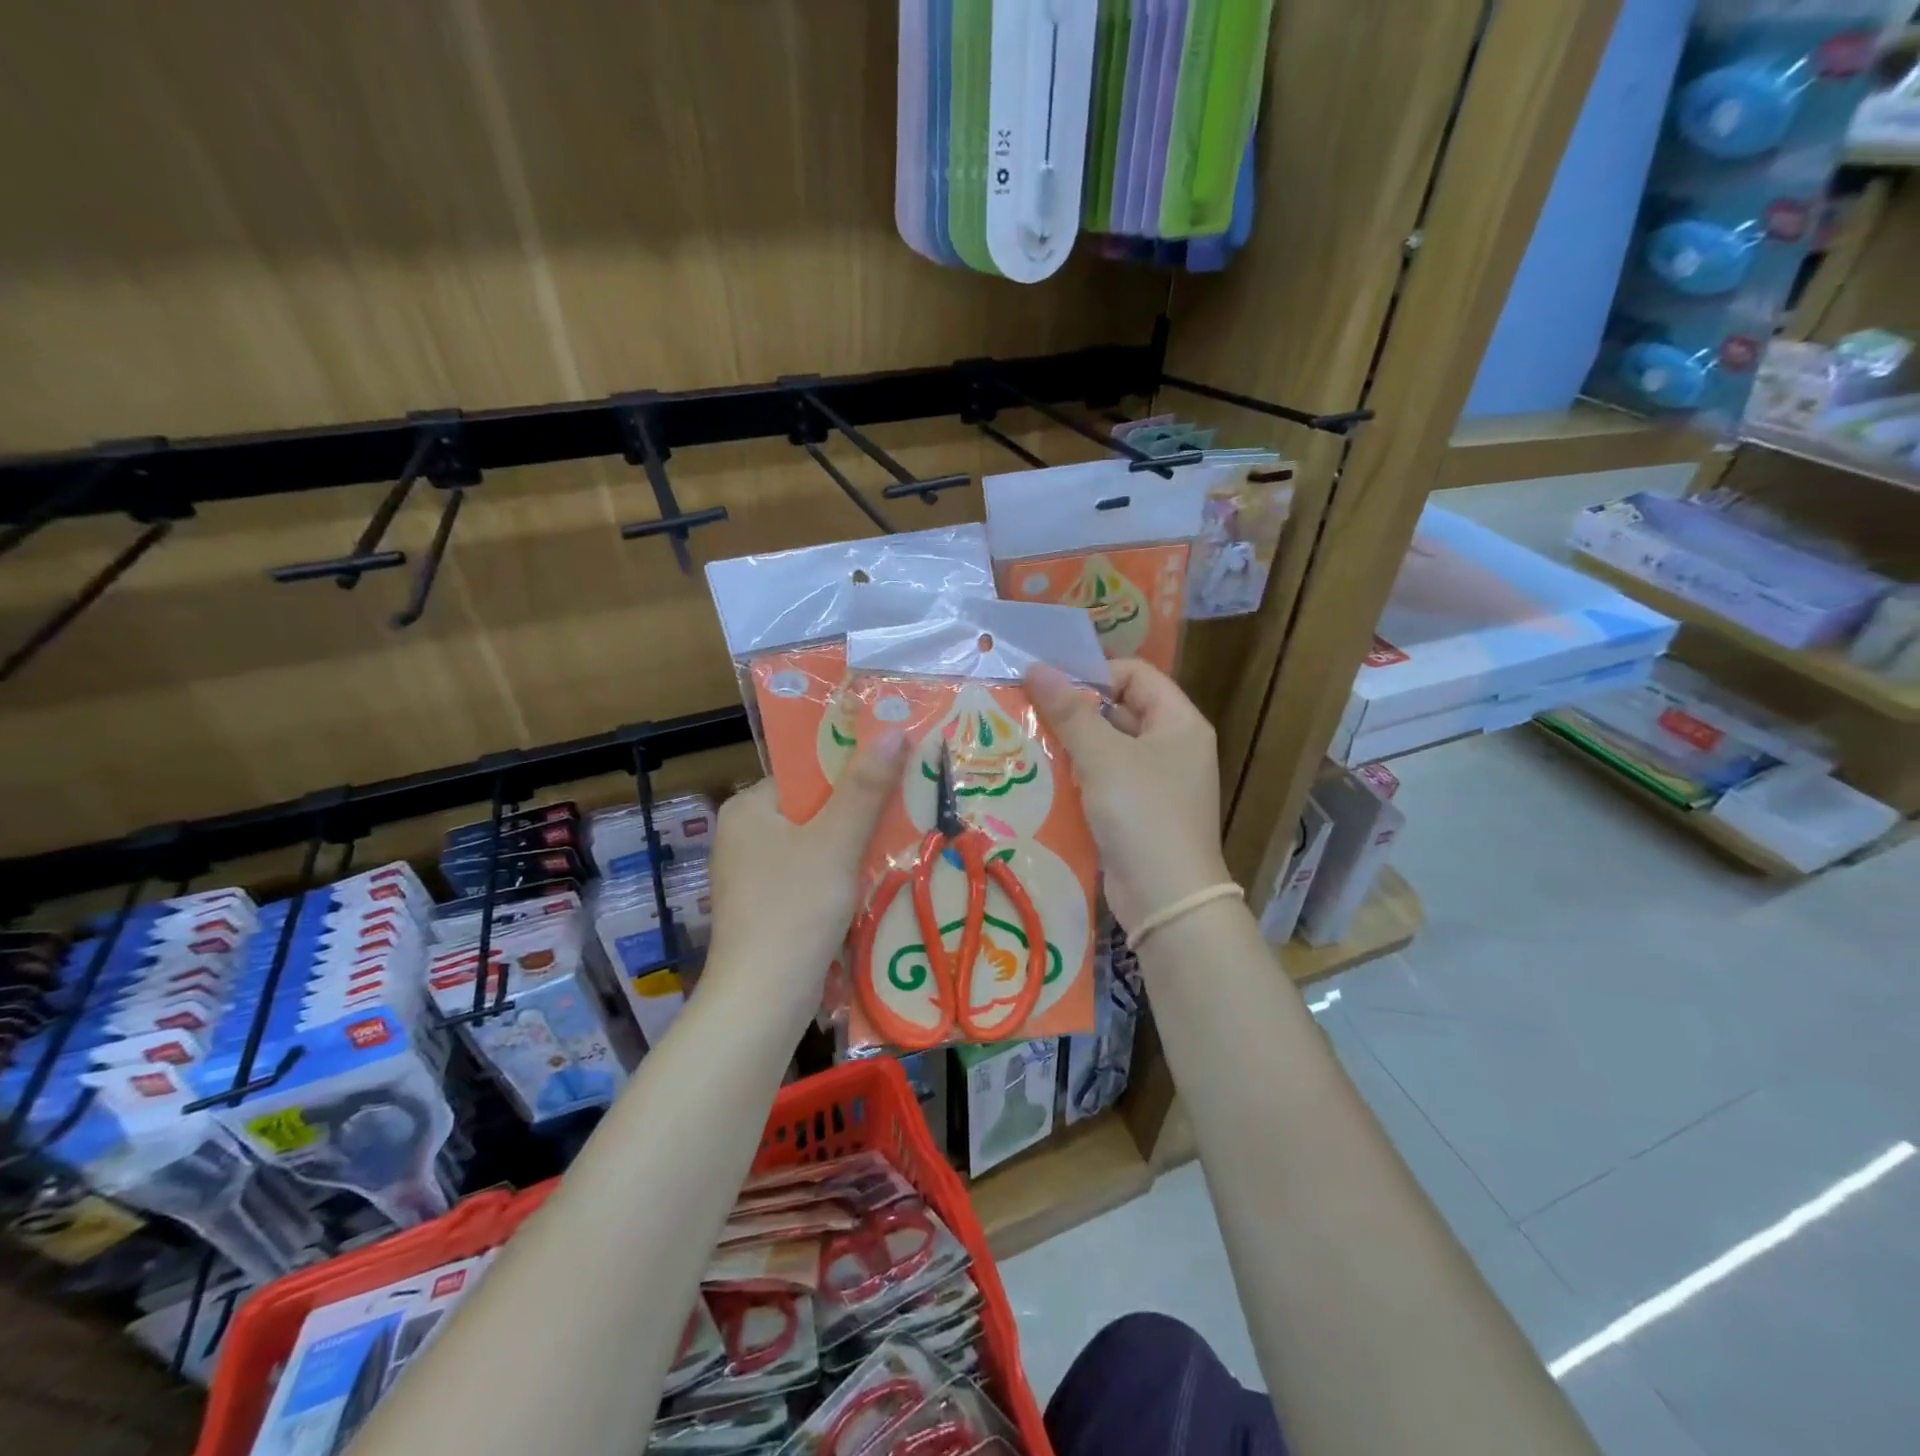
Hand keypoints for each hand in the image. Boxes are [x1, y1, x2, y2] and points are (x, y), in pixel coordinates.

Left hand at [702, 729, 906, 1013]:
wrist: (763, 1001)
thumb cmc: (795, 909)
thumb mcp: (836, 841)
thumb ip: (865, 787)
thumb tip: (892, 729)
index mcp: (749, 808)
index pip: (806, 771)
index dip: (852, 768)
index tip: (897, 769)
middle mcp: (745, 835)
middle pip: (815, 807)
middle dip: (861, 809)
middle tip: (910, 803)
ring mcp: (755, 874)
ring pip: (818, 844)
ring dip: (857, 844)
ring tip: (905, 837)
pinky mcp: (769, 907)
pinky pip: (814, 874)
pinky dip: (843, 874)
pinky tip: (877, 879)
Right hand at [1026, 659, 1231, 934]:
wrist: (1166, 899)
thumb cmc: (1142, 814)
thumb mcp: (1103, 757)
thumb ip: (1069, 712)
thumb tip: (1037, 667)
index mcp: (1179, 723)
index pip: (1136, 675)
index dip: (1095, 674)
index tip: (1050, 685)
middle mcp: (1172, 747)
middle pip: (1119, 711)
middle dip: (1074, 711)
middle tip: (1028, 710)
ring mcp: (1156, 783)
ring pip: (1107, 748)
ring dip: (1071, 745)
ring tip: (1026, 741)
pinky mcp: (1137, 814)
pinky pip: (1103, 781)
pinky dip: (1077, 777)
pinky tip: (1042, 778)